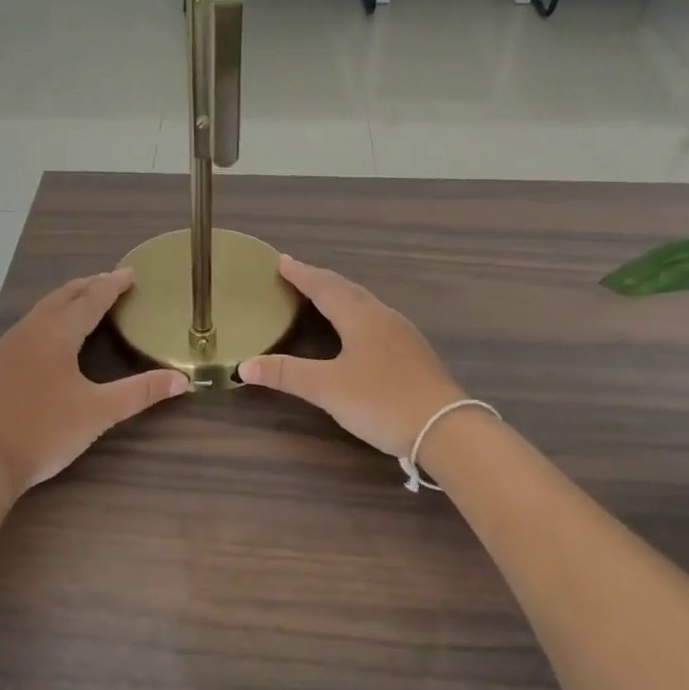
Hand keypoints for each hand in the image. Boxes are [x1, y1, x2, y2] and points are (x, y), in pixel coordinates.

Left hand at [0, 268, 188, 504]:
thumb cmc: (45, 432)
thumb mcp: (99, 412)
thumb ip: (141, 392)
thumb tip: (182, 380)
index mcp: (56, 334)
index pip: (90, 299)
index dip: (112, 285)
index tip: (131, 273)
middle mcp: (30, 330)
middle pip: (63, 297)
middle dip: (89, 286)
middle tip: (111, 281)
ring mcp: (7, 347)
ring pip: (42, 310)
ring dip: (67, 300)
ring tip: (85, 301)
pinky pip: (28, 327)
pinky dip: (49, 318)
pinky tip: (51, 337)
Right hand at [238, 255, 463, 458]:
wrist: (446, 429)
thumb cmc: (382, 401)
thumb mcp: (327, 388)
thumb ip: (286, 374)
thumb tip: (242, 365)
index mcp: (360, 317)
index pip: (324, 287)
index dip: (300, 274)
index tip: (280, 260)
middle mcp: (382, 317)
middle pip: (346, 289)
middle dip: (319, 280)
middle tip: (297, 274)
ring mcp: (402, 334)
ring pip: (365, 303)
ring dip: (340, 295)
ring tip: (322, 296)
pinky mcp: (413, 353)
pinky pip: (376, 319)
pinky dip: (356, 313)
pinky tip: (356, 329)